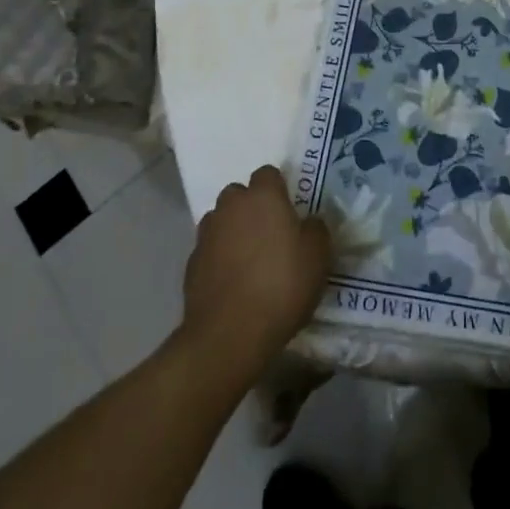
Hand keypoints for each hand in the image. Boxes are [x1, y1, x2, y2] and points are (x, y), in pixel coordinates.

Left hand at [181, 166, 330, 381]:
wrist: (229, 334)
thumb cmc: (281, 286)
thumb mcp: (318, 256)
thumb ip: (315, 229)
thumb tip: (308, 222)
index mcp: (262, 196)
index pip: (268, 173)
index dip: (279, 189)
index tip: (289, 211)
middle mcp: (231, 207)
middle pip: (239, 194)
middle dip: (251, 207)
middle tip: (270, 234)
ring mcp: (206, 235)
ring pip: (221, 220)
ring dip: (232, 231)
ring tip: (249, 259)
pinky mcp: (191, 265)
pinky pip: (209, 250)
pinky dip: (219, 258)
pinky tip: (232, 282)